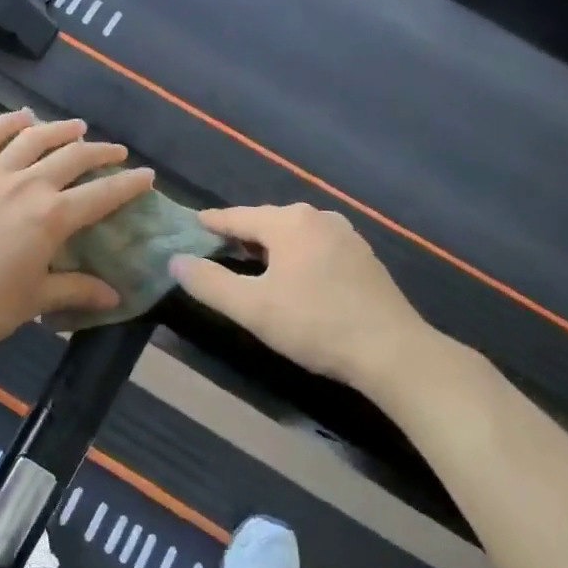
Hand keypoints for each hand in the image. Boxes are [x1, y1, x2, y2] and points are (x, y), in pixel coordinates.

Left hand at [0, 111, 154, 357]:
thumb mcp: (36, 300)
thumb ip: (77, 290)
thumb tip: (115, 296)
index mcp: (50, 217)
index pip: (101, 195)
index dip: (128, 184)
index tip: (147, 175)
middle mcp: (25, 185)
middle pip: (72, 158)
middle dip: (100, 152)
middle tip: (116, 152)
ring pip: (31, 139)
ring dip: (59, 129)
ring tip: (77, 127)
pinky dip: (4, 123)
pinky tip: (20, 117)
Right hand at [168, 204, 449, 389]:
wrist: (392, 351)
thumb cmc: (315, 324)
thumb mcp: (252, 308)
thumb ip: (209, 283)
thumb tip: (176, 261)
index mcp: (289, 223)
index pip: (238, 216)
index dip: (212, 222)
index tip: (193, 223)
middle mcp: (318, 218)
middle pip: (267, 220)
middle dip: (242, 232)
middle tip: (218, 245)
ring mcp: (346, 235)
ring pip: (295, 232)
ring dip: (271, 244)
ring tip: (252, 259)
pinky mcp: (363, 257)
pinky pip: (316, 245)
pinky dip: (296, 253)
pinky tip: (294, 274)